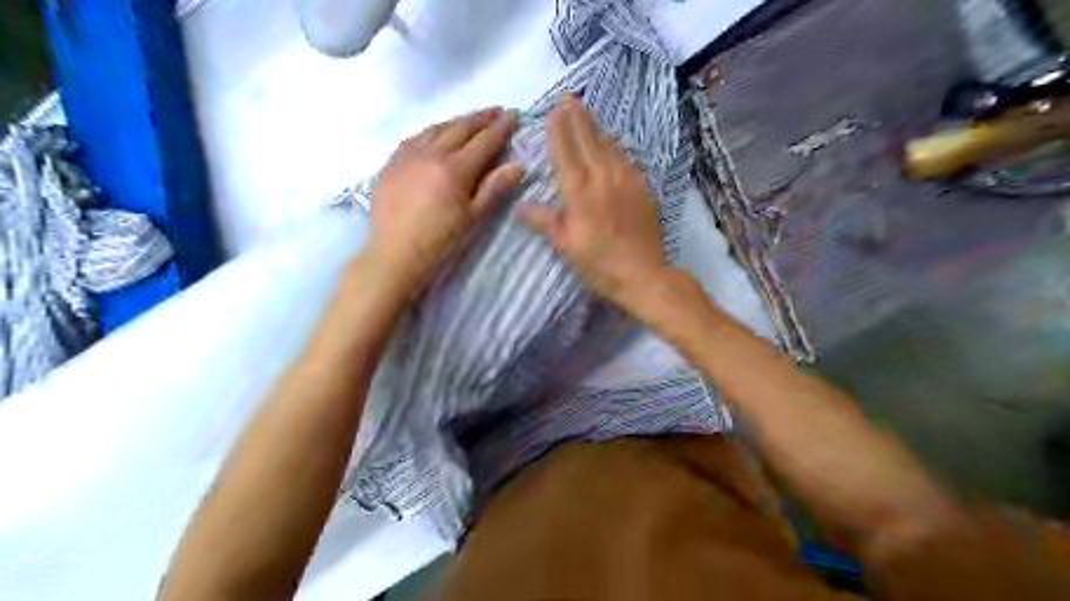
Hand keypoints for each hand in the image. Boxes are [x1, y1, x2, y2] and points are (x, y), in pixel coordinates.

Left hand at [370, 107, 524, 295]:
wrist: (395, 253)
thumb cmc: (440, 240)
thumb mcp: (472, 217)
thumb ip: (494, 188)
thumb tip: (518, 166)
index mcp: (455, 169)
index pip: (484, 141)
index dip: (501, 127)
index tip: (514, 115)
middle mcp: (431, 153)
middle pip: (460, 127)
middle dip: (480, 118)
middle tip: (496, 111)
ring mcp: (407, 155)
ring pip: (435, 128)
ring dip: (455, 121)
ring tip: (468, 120)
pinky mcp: (390, 162)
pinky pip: (413, 138)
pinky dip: (430, 131)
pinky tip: (433, 134)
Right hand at [518, 94, 666, 306]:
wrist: (643, 273)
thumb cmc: (598, 263)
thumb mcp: (565, 245)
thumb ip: (543, 221)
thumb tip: (518, 206)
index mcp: (579, 190)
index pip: (565, 150)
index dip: (558, 128)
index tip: (553, 109)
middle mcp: (602, 176)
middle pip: (588, 138)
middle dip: (577, 116)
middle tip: (569, 97)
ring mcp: (626, 178)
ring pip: (608, 144)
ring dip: (596, 128)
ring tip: (587, 113)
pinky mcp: (642, 186)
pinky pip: (625, 158)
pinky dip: (614, 147)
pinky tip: (611, 146)